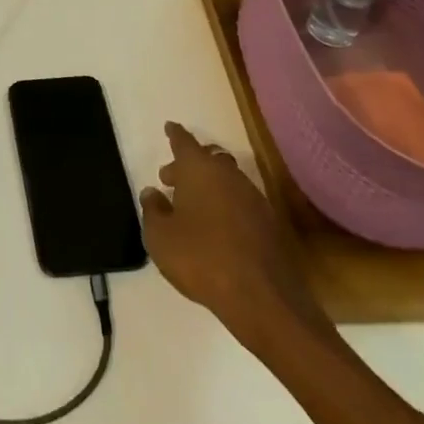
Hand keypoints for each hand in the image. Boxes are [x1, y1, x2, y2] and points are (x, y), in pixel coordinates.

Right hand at [140, 122, 331, 349]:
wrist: (262, 297)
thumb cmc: (200, 258)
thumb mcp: (160, 237)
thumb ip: (152, 210)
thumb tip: (152, 193)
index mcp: (199, 170)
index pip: (184, 142)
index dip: (175, 135)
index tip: (170, 127)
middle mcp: (228, 175)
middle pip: (208, 159)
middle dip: (189, 164)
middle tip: (171, 178)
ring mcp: (254, 198)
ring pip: (227, 180)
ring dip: (209, 186)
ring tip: (192, 206)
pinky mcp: (270, 224)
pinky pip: (241, 203)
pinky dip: (226, 206)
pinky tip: (217, 228)